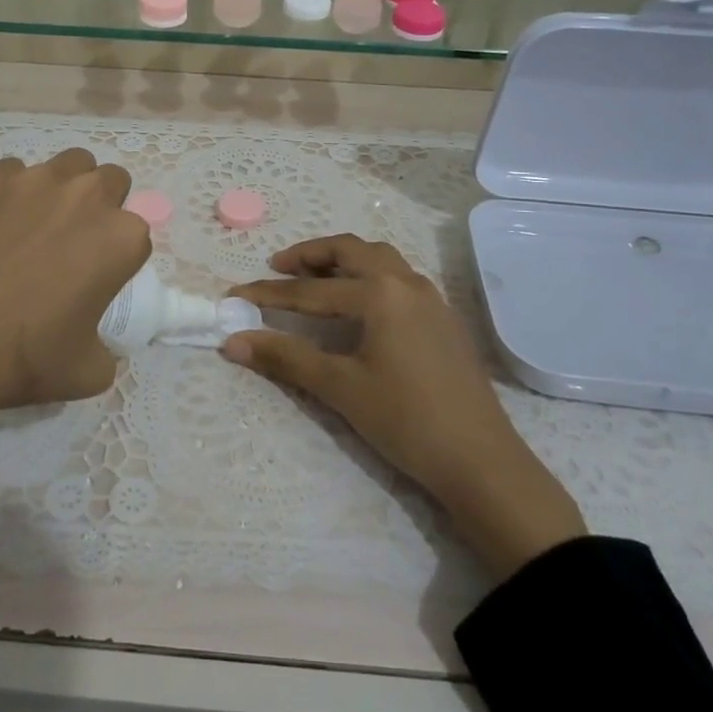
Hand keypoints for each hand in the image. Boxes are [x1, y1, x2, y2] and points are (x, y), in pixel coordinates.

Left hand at [0, 148, 151, 435]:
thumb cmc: (22, 357)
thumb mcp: (87, 372)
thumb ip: (107, 349)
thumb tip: (95, 342)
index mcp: (121, 238)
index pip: (138, 235)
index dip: (120, 258)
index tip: (99, 281)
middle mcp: (87, 196)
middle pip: (112, 182)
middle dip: (103, 206)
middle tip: (76, 245)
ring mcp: (36, 181)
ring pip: (70, 164)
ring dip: (67, 187)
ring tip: (40, 223)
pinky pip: (14, 173)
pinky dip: (13, 192)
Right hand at [226, 235, 585, 579]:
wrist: (480, 460)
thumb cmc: (405, 420)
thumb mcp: (340, 387)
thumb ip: (285, 357)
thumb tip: (232, 341)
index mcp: (379, 294)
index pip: (311, 290)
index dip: (268, 294)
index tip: (234, 295)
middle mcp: (406, 282)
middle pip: (350, 251)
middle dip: (310, 255)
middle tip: (278, 267)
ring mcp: (430, 298)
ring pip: (379, 258)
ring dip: (344, 260)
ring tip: (316, 277)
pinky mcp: (443, 318)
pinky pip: (399, 277)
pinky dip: (369, 275)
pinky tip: (360, 304)